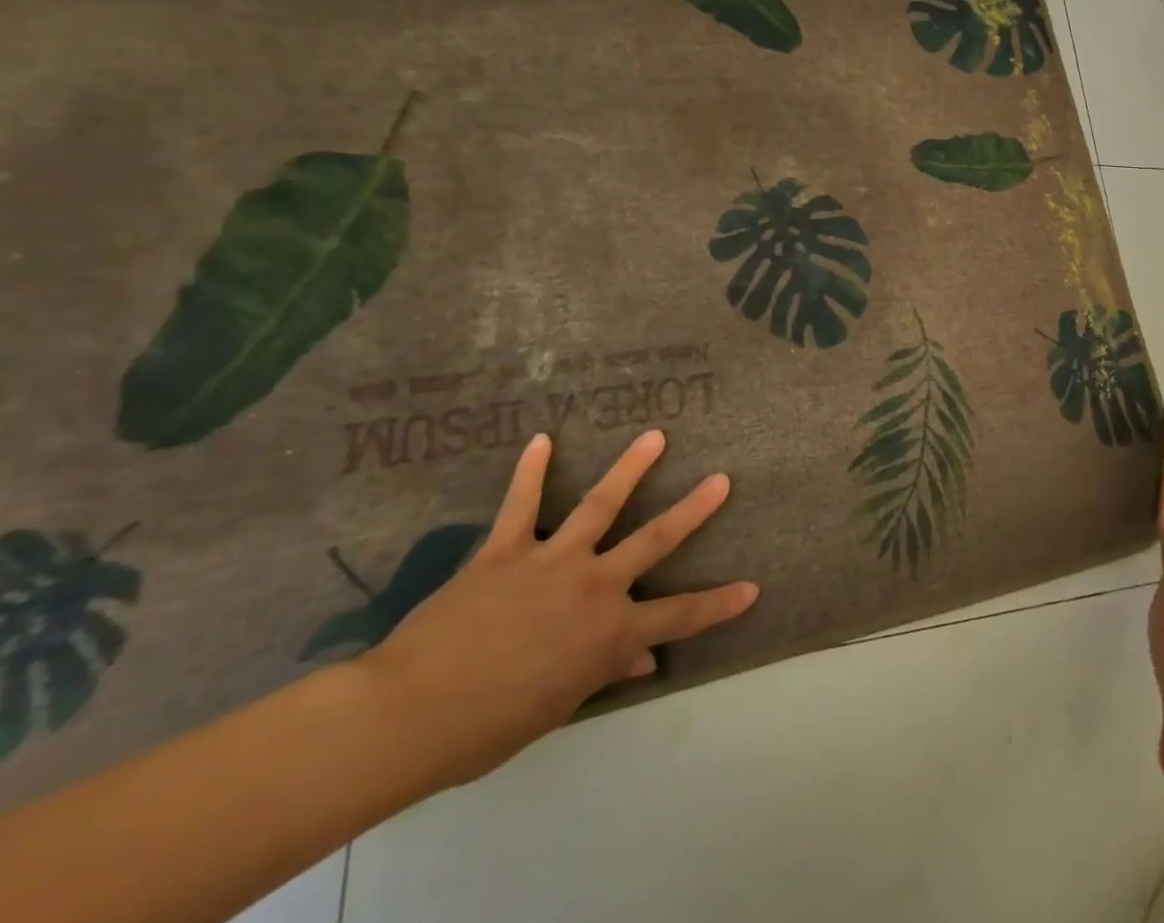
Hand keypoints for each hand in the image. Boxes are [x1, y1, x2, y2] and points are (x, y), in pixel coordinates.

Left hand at [359, 429, 757, 787]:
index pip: (679, 617)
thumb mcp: (558, 706)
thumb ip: (604, 672)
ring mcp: (551, 560)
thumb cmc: (489, 725)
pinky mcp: (506, 549)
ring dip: (630, 468)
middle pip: (654, 541)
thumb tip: (645, 659)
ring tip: (654, 436)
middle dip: (692, 510)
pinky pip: (521, 505)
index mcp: (609, 633)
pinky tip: (542, 440)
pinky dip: (532, 472)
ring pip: (600, 505)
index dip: (719, 604)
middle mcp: (593, 586)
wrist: (412, 713)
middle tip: (721, 479)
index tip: (751, 588)